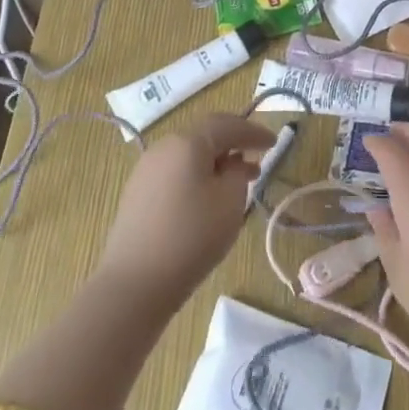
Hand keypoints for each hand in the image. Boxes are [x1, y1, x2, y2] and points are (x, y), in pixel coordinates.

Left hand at [97, 114, 274, 310]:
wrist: (134, 284)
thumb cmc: (191, 238)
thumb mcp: (230, 202)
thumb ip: (238, 173)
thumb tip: (232, 163)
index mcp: (188, 142)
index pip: (228, 125)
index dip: (254, 132)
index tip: (274, 142)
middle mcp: (164, 146)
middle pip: (205, 135)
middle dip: (233, 144)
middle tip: (257, 158)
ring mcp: (146, 169)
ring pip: (189, 154)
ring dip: (214, 162)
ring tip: (235, 181)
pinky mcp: (136, 192)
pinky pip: (174, 172)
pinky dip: (195, 175)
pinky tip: (205, 197)